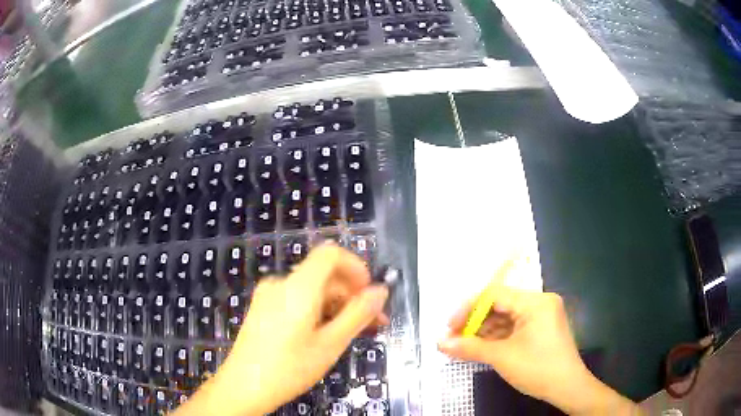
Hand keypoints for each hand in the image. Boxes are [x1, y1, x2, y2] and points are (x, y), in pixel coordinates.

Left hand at [175, 245, 388, 415]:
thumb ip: (358, 314)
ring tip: (353, 332)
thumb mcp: (330, 344)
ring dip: (336, 306)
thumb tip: (381, 291)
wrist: (243, 387)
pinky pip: (297, 300)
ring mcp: (268, 296)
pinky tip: (326, 333)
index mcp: (298, 287)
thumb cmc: (289, 368)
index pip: (331, 254)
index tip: (370, 294)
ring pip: (312, 290)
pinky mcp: (263, 309)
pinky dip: (317, 311)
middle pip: (323, 275)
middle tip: (373, 323)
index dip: (356, 268)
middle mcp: (281, 283)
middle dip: (351, 295)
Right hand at [438, 283, 637, 414]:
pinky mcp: (541, 328)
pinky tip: (481, 347)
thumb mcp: (502, 358)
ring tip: (463, 345)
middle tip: (453, 338)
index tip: (449, 327)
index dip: (468, 309)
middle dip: (475, 322)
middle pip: (500, 305)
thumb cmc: (537, 368)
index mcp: (535, 301)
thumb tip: (439, 342)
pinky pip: (514, 327)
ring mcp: (542, 315)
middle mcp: (540, 302)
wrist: (567, 388)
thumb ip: (469, 347)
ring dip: (484, 331)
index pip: (494, 294)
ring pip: (506, 317)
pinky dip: (497, 336)